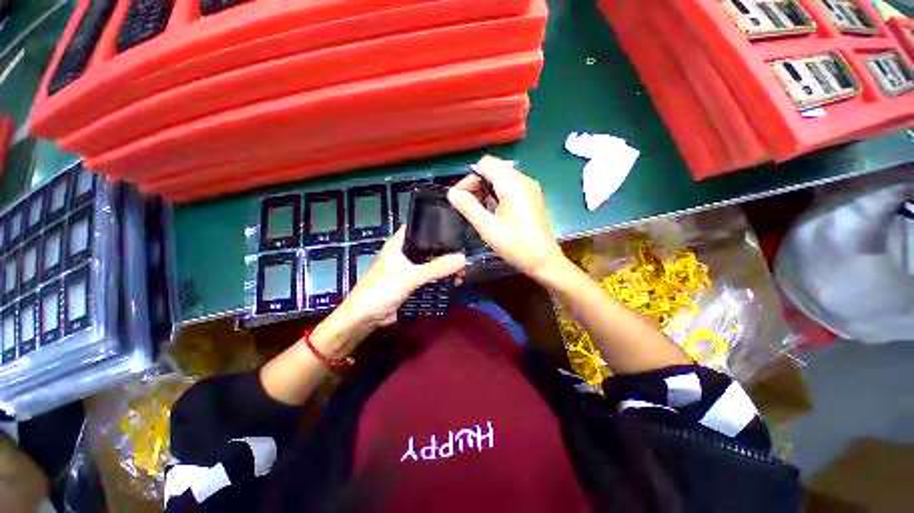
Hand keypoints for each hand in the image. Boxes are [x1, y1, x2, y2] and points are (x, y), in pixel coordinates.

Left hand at [262, 229, 462, 403]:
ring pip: (429, 262)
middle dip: (445, 249)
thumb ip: (436, 268)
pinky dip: (439, 278)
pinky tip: (453, 279)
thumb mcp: (410, 277)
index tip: (456, 224)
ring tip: (463, 268)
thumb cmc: (380, 291)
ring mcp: (408, 268)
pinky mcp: (410, 283)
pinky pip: (428, 276)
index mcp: (398, 244)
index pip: (418, 226)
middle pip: (427, 246)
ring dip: (443, 265)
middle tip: (466, 251)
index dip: (435, 225)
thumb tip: (463, 258)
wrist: (364, 319)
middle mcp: (404, 253)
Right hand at [448, 156, 567, 281]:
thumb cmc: (516, 246)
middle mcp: (524, 180)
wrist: (544, 261)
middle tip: (468, 206)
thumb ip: (468, 207)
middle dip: (477, 184)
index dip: (470, 177)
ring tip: (480, 211)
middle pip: (494, 169)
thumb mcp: (488, 228)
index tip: (461, 198)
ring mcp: (530, 188)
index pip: (486, 164)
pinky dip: (497, 194)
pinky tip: (493, 212)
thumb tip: (451, 192)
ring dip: (487, 190)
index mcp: (513, 184)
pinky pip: (510, 187)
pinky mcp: (532, 197)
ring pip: (501, 178)